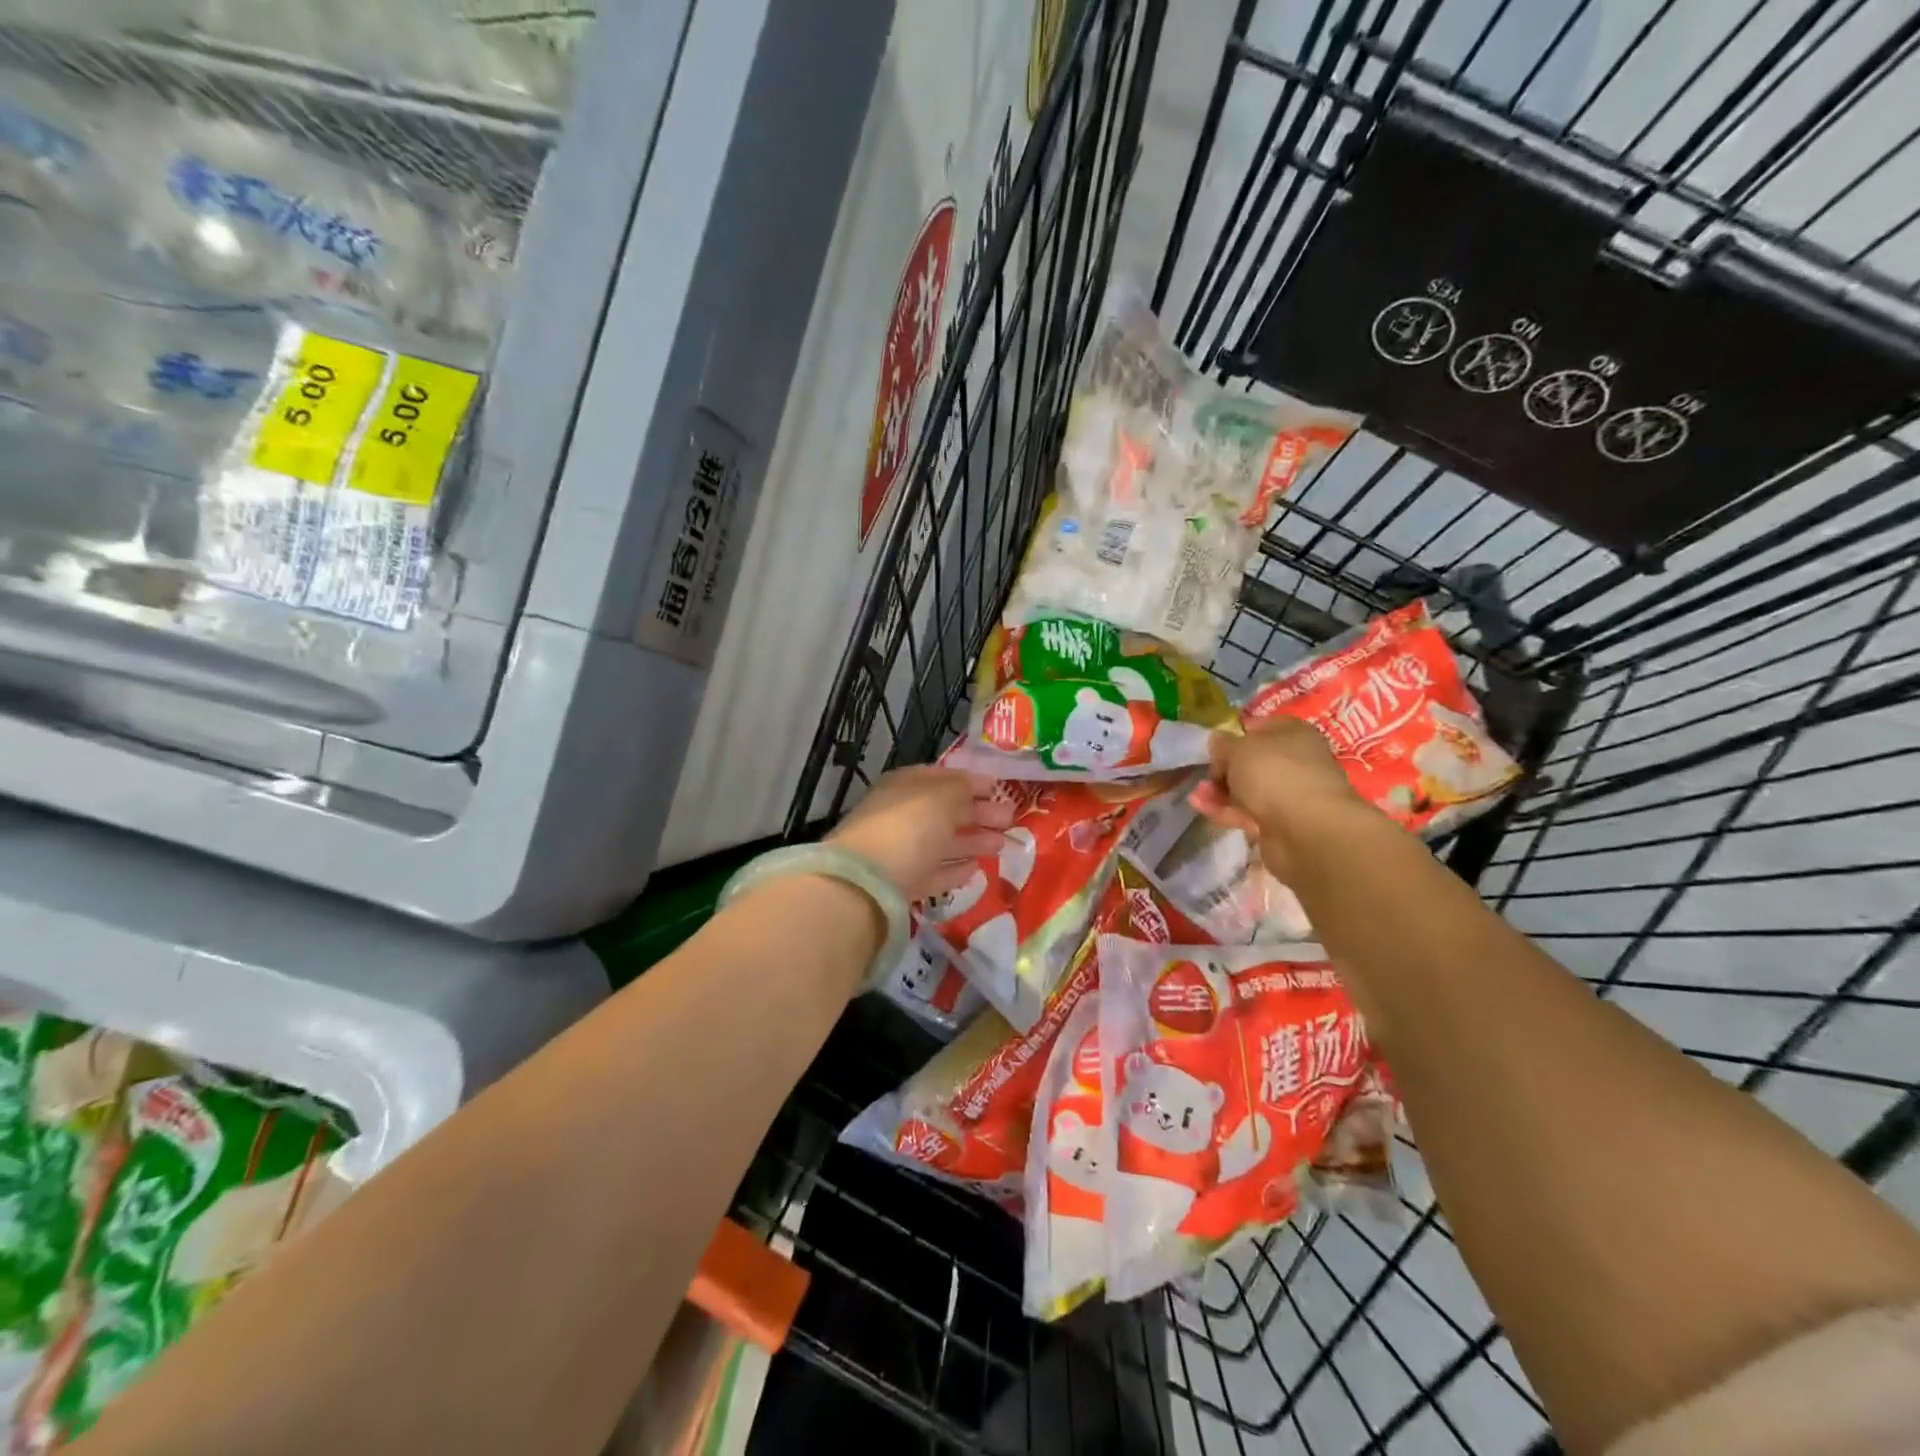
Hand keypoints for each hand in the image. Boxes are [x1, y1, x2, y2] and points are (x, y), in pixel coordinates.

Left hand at [827, 766, 1016, 902]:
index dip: (973, 782)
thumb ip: (963, 790)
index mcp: (906, 785)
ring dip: (973, 841)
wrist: (867, 882)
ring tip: (1003, 845)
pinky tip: (977, 870)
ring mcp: (901, 851)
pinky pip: (934, 872)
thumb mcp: (942, 797)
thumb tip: (977, 791)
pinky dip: (955, 869)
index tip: (1001, 789)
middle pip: (946, 812)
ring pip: (943, 842)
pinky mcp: (903, 884)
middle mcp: (902, 814)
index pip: (943, 778)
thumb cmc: (908, 826)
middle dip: (979, 814)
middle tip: (1011, 820)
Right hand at [1190, 718, 1374, 880]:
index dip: (1236, 734)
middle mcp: (1295, 761)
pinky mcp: (1280, 823)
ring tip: (1197, 794)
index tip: (1215, 746)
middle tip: (1205, 774)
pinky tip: (1201, 807)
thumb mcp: (1238, 748)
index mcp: (1293, 733)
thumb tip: (1218, 741)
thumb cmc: (1274, 773)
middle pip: (1252, 761)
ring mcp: (1289, 794)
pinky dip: (1224, 809)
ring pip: (1248, 788)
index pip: (1261, 727)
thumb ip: (1223, 744)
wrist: (1305, 829)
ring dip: (1220, 791)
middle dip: (1224, 768)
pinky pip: (1247, 811)